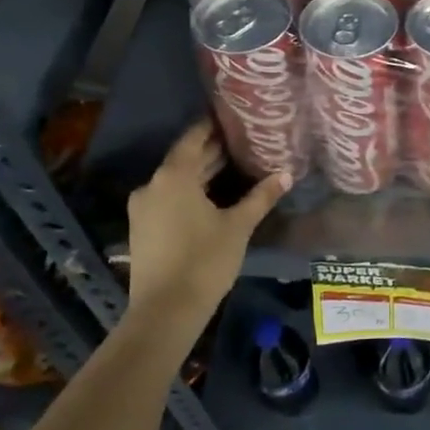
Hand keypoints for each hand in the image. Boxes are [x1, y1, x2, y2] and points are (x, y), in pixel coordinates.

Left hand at [125, 121, 288, 316]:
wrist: (165, 310)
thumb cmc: (205, 260)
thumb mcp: (238, 226)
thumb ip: (261, 197)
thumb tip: (287, 174)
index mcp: (174, 176)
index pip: (194, 138)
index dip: (214, 126)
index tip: (235, 118)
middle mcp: (153, 185)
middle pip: (186, 159)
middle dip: (213, 151)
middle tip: (244, 142)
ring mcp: (143, 208)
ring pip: (177, 180)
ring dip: (203, 174)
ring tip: (235, 166)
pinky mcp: (143, 228)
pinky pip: (169, 198)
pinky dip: (191, 192)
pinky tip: (214, 197)